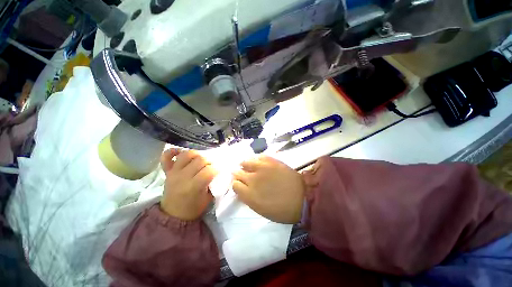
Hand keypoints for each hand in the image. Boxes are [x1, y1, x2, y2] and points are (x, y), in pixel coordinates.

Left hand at [160, 149, 216, 220]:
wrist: (173, 215)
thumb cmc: (193, 208)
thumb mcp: (208, 198)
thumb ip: (215, 184)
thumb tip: (221, 172)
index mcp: (193, 187)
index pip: (209, 170)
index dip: (217, 169)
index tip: (219, 171)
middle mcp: (183, 177)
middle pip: (200, 160)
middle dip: (209, 161)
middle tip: (211, 166)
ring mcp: (173, 173)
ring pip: (186, 154)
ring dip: (196, 154)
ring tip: (200, 160)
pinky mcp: (167, 171)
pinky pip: (166, 157)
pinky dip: (173, 151)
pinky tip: (181, 152)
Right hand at [232, 156, 304, 223]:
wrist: (303, 197)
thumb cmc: (283, 209)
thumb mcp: (262, 210)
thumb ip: (249, 199)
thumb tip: (243, 190)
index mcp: (250, 195)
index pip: (235, 185)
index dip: (237, 185)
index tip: (241, 185)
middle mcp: (252, 179)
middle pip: (237, 172)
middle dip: (239, 174)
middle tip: (243, 175)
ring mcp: (262, 168)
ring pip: (246, 162)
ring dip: (246, 165)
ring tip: (250, 167)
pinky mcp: (271, 161)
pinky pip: (259, 156)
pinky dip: (257, 159)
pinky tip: (260, 163)